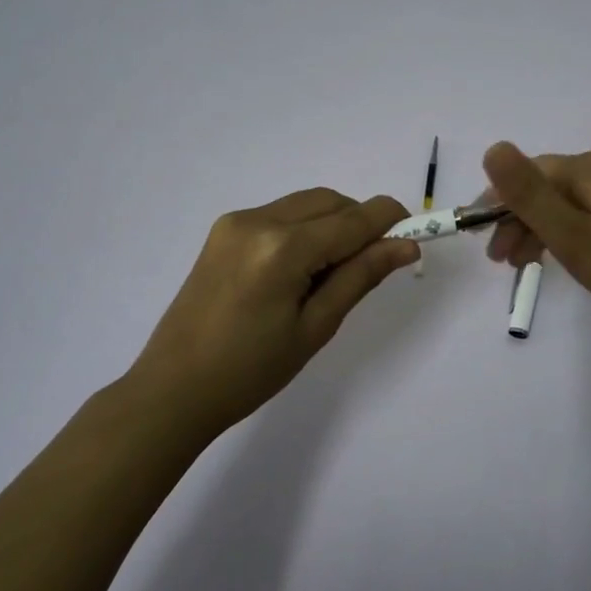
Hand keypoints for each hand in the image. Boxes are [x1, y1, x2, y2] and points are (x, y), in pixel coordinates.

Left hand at [131, 188, 419, 431]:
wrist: (173, 388)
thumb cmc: (250, 371)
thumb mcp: (315, 327)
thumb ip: (361, 276)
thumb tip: (405, 246)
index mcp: (282, 248)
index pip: (353, 218)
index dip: (390, 220)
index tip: (416, 234)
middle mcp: (258, 220)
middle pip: (330, 201)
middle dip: (360, 222)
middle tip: (372, 265)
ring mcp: (236, 222)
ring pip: (306, 204)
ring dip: (332, 224)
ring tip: (332, 274)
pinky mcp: (223, 231)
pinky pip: (280, 214)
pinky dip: (304, 229)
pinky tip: (301, 270)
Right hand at [481, 142, 590, 345]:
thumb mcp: (577, 239)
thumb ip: (531, 196)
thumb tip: (493, 147)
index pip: (529, 174)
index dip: (498, 204)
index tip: (483, 242)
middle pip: (552, 185)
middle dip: (521, 220)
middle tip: (504, 263)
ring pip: (574, 200)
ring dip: (546, 228)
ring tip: (530, 266)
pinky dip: (576, 231)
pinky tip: (574, 255)